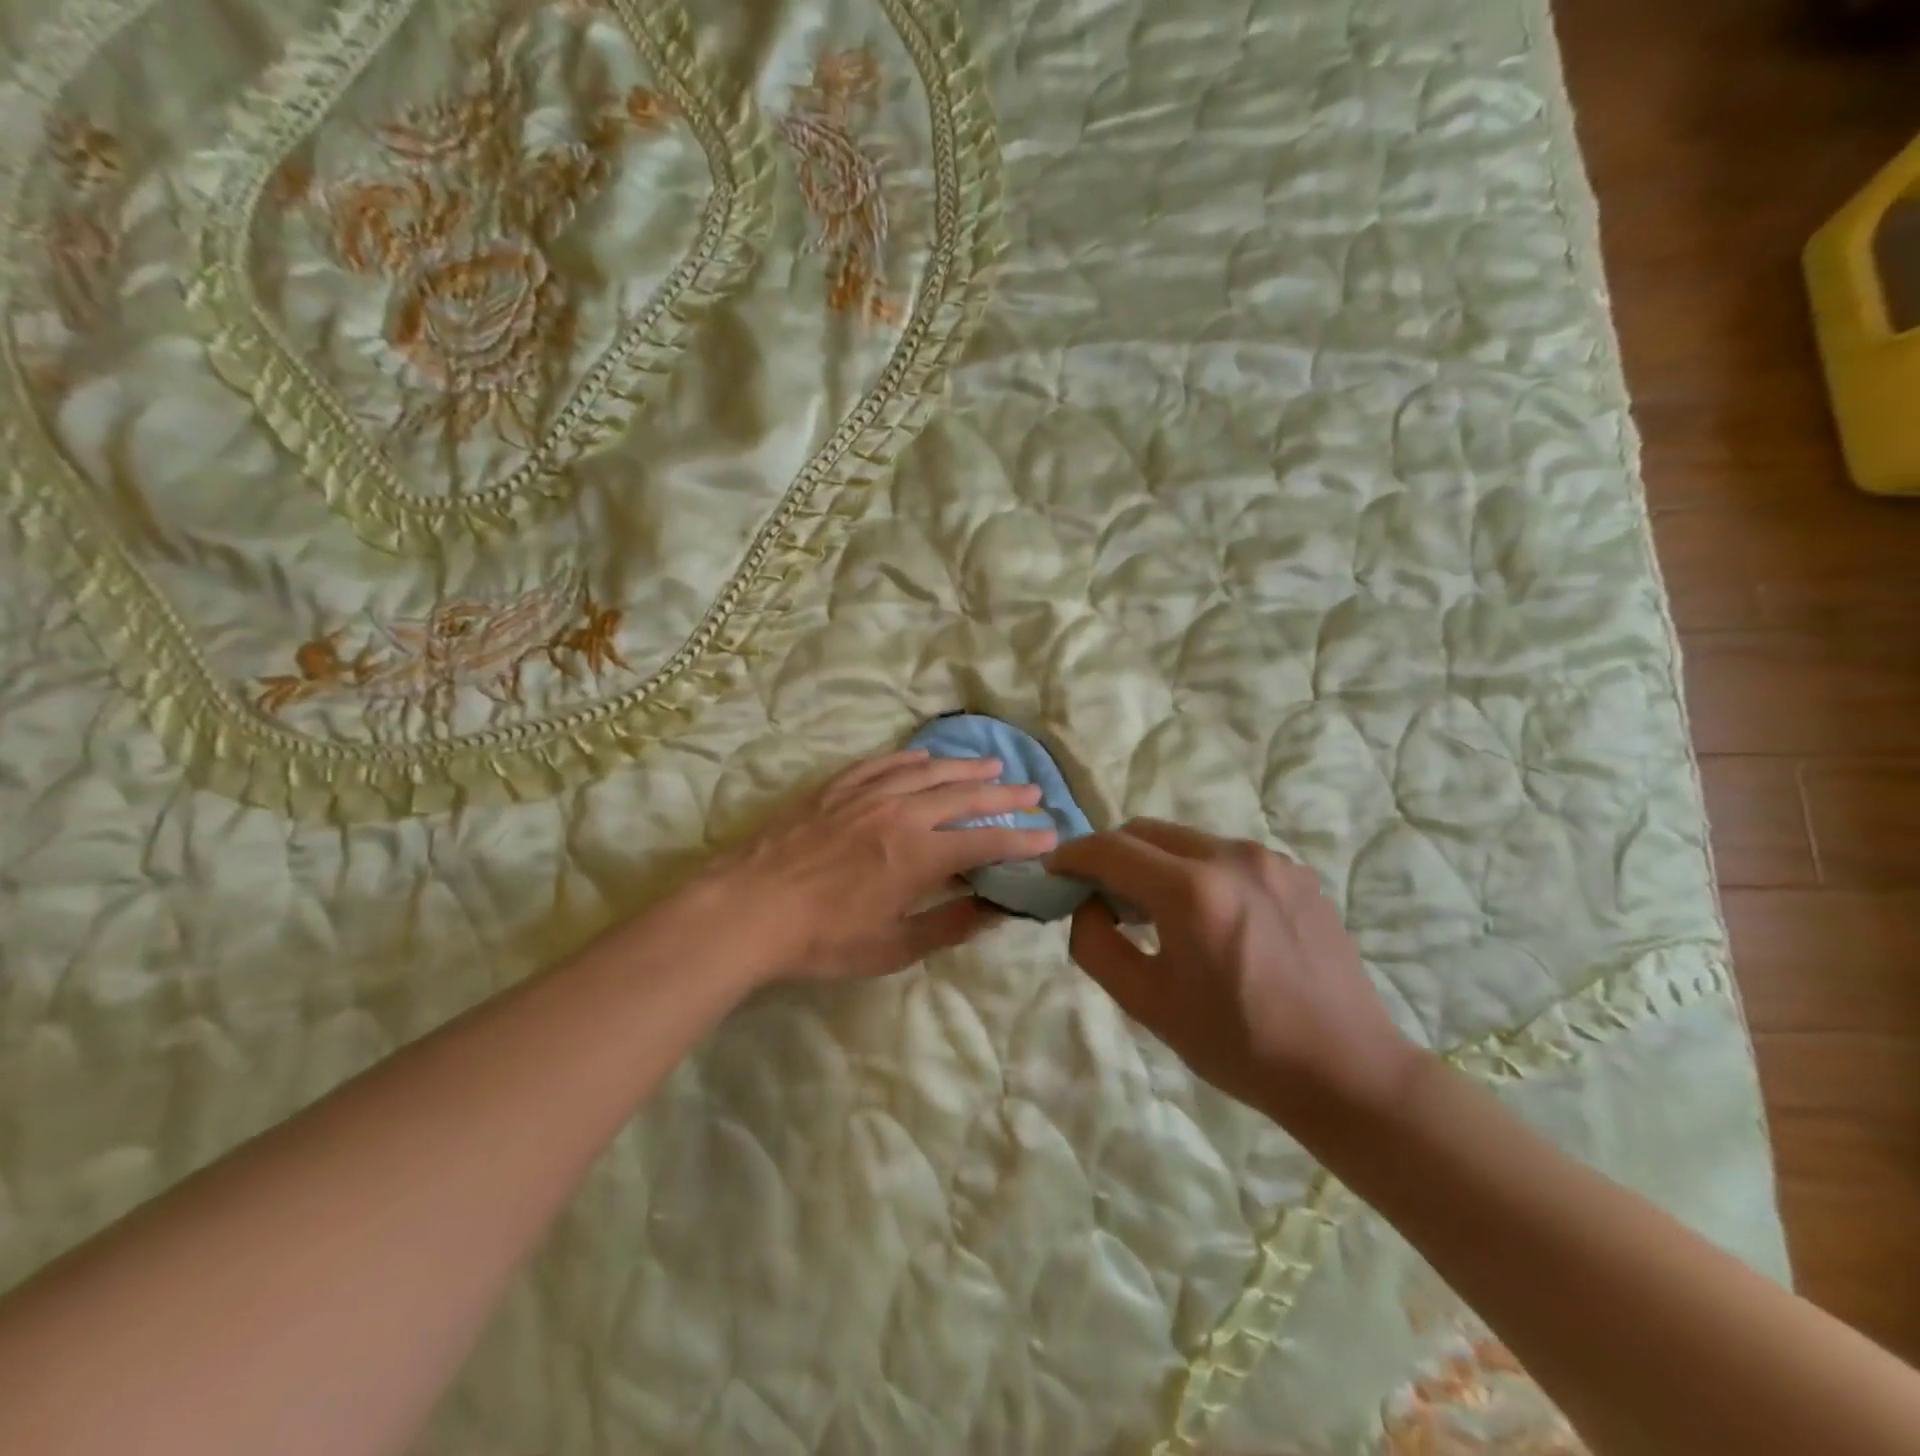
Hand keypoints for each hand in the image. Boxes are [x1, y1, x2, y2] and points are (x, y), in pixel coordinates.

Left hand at [692, 750, 1058, 983]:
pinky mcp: (836, 788)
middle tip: (1034, 792)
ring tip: (992, 767)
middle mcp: (902, 813)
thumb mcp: (892, 947)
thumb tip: (995, 909)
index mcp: (920, 855)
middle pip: (965, 798)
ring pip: (929, 772)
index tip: (1051, 837)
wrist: (748, 908)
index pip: (986, 843)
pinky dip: (911, 759)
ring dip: (965, 769)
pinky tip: (925, 756)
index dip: (1023, 840)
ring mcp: (867, 794)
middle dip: (1005, 797)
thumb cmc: (822, 938)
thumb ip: (948, 924)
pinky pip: (883, 763)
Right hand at [1049, 821, 1418, 1129]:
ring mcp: (1269, 859)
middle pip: (1146, 832)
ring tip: (1151, 910)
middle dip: (1111, 854)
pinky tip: (1204, 918)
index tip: (1053, 871)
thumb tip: (1086, 905)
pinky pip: (1224, 855)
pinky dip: (1195, 871)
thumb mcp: (1149, 1004)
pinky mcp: (1295, 871)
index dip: (1072, 855)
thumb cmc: (1239, 1045)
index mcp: (1193, 892)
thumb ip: (1097, 945)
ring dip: (1154, 862)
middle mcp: (1231, 857)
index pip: (1111, 849)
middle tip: (1098, 895)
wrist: (1346, 1069)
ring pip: (1186, 840)